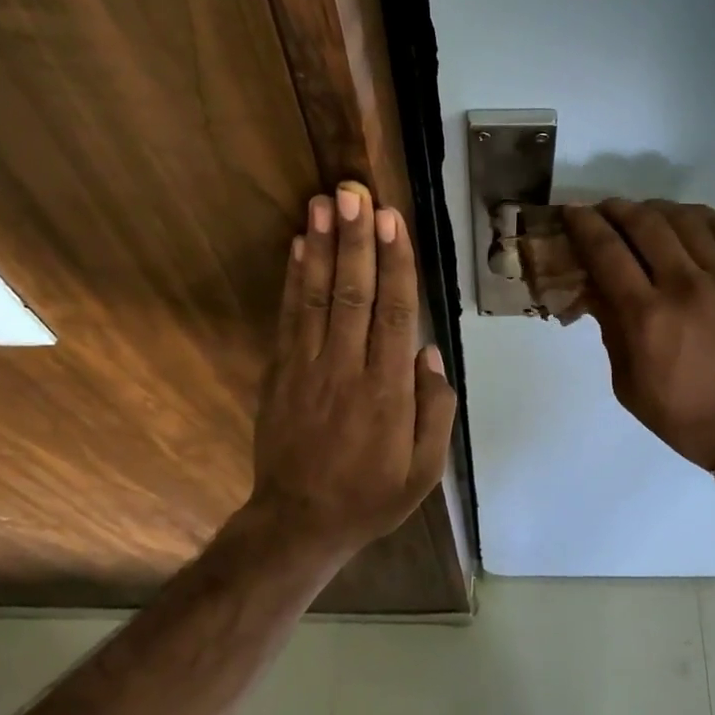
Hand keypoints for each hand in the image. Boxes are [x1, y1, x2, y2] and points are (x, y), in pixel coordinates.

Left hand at [248, 181, 455, 555]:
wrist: (299, 522)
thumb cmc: (371, 496)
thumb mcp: (424, 470)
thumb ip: (435, 411)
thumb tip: (430, 354)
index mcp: (388, 392)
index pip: (395, 314)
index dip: (394, 264)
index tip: (392, 221)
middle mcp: (347, 370)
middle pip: (354, 294)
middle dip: (356, 240)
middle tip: (356, 192)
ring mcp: (307, 368)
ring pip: (316, 297)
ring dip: (320, 247)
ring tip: (324, 203)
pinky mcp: (280, 373)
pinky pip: (288, 318)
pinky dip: (293, 279)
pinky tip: (296, 246)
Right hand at [563, 200, 714, 469]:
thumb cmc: (684, 416)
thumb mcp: (627, 384)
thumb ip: (611, 330)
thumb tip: (597, 290)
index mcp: (647, 316)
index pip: (607, 252)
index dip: (584, 226)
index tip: (571, 212)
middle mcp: (685, 286)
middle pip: (644, 223)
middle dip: (615, 209)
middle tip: (602, 210)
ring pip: (684, 218)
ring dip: (655, 208)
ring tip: (642, 214)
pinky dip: (697, 216)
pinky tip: (684, 220)